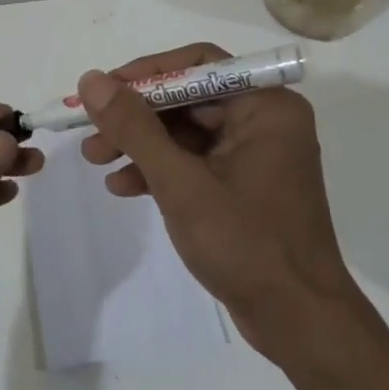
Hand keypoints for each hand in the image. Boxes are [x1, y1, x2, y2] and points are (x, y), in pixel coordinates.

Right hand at [78, 44, 357, 365]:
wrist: (299, 324)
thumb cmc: (246, 244)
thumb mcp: (180, 182)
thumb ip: (134, 128)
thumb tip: (92, 80)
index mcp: (265, 106)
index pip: (198, 65)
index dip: (146, 73)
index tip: (103, 91)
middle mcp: (263, 120)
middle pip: (187, 98)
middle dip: (135, 116)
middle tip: (89, 130)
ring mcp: (254, 154)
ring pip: (185, 131)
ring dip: (140, 144)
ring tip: (95, 160)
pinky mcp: (243, 185)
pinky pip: (194, 161)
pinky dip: (159, 169)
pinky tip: (122, 187)